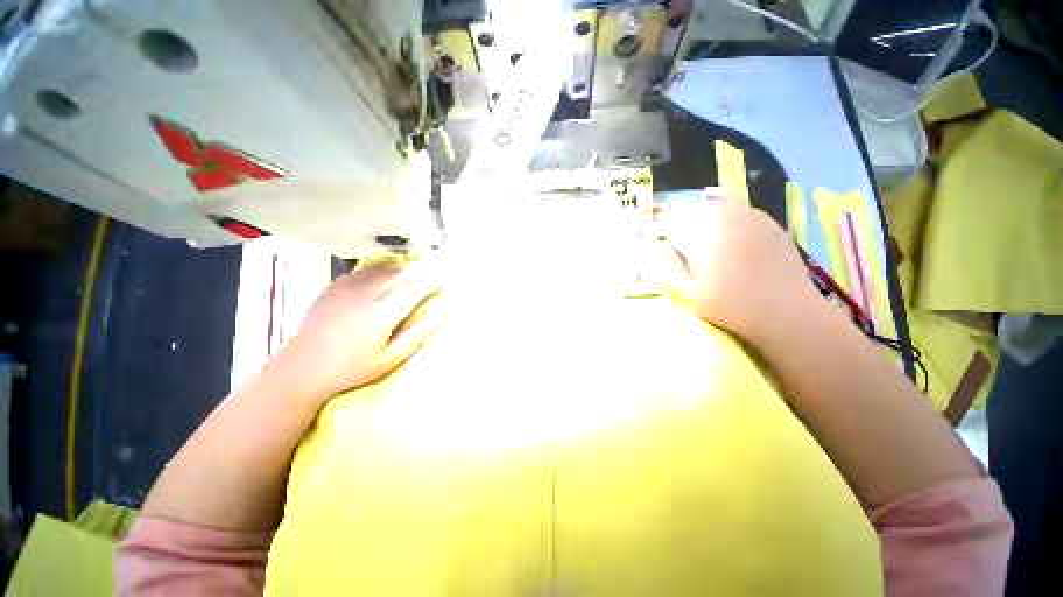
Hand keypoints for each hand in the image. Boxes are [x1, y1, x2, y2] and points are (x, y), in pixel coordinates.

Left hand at [271, 260, 442, 401]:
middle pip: (401, 274)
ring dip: (405, 266)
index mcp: (381, 315)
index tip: (446, 276)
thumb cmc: (351, 369)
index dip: (432, 282)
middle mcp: (366, 295)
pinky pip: (366, 269)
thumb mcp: (389, 359)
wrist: (301, 368)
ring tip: (418, 265)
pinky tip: (390, 270)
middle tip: (437, 266)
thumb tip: (439, 314)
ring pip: (384, 268)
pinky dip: (384, 267)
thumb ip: (416, 335)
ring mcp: (348, 287)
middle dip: (422, 270)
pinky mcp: (335, 285)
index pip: (415, 290)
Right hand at [659, 202, 823, 346]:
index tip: (666, 244)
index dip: (665, 233)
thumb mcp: (691, 293)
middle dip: (687, 223)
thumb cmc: (731, 306)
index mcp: (701, 240)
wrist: (786, 311)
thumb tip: (657, 246)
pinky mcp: (770, 222)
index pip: (672, 226)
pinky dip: (732, 219)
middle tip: (690, 245)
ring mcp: (750, 218)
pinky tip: (736, 240)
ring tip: (712, 241)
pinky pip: (742, 211)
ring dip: (709, 218)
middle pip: (696, 210)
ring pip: (719, 206)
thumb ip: (670, 267)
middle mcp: (724, 221)